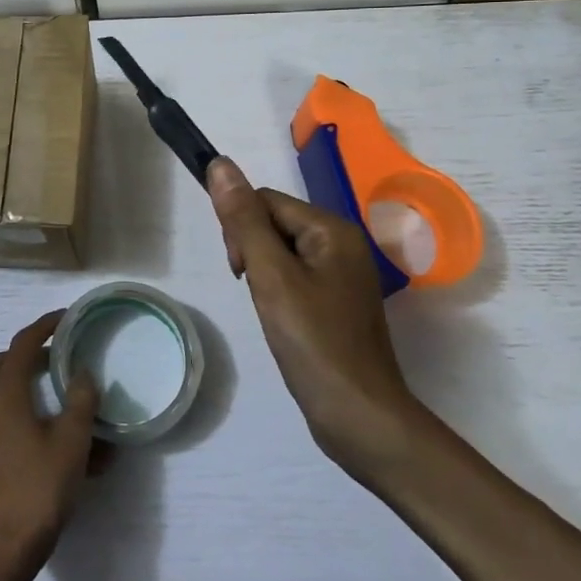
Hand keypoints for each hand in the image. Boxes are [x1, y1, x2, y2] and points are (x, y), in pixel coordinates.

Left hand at [0, 310, 99, 580]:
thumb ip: (81, 401)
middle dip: (29, 352)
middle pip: (1, 362)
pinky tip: (45, 430)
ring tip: (56, 393)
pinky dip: (17, 407)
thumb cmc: (39, 488)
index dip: (45, 325)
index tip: (66, 318)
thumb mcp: (71, 442)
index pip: (23, 343)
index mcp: (4, 393)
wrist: (1, 548)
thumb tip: (84, 373)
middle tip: (59, 357)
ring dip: (22, 381)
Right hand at [207, 158, 423, 480]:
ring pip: (283, 252)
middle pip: (276, 223)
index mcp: (333, 229)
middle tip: (257, 293)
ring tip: (271, 311)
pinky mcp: (339, 303)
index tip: (240, 271)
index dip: (242, 229)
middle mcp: (343, 243)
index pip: (267, 201)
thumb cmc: (314, 343)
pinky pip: (297, 278)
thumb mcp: (271, 276)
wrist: (360, 417)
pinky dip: (280, 293)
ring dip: (264, 274)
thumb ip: (244, 220)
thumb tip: (219, 164)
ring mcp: (344, 275)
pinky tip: (283, 322)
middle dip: (253, 251)